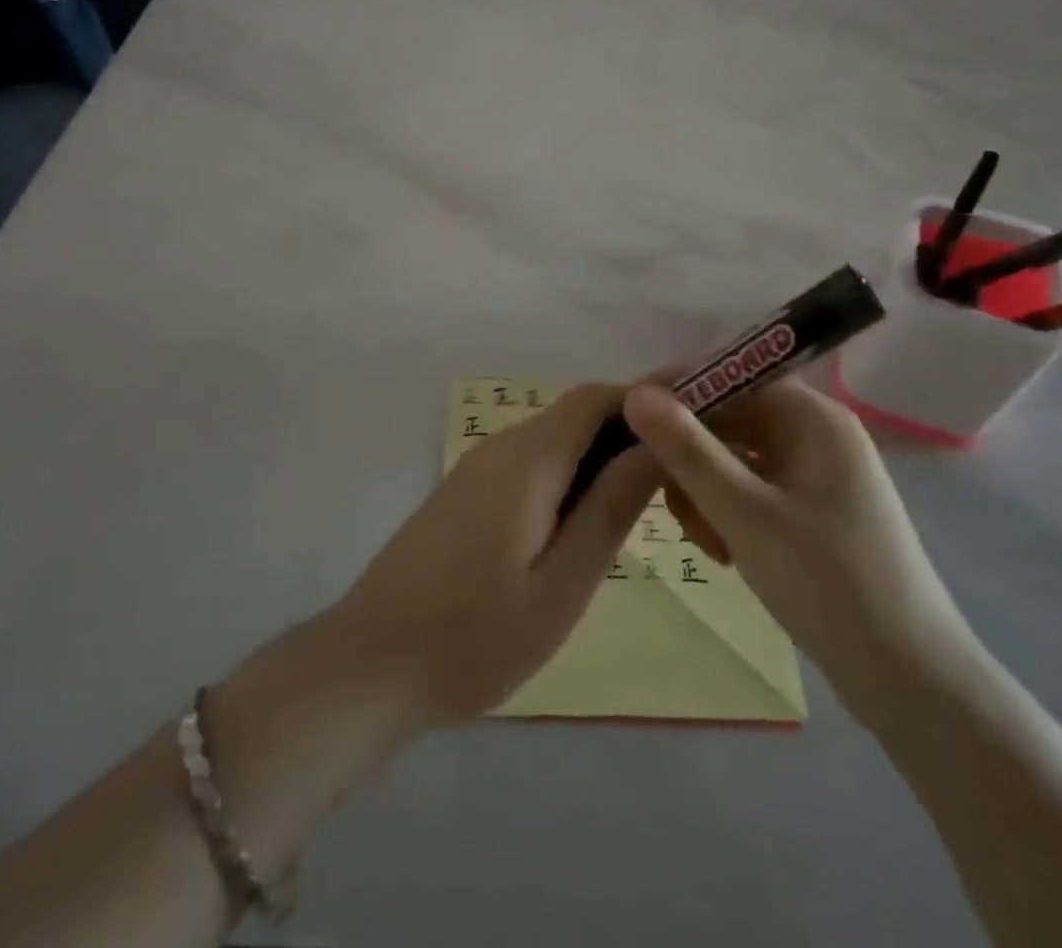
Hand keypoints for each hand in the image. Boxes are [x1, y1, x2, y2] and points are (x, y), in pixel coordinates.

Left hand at [334, 383, 661, 728]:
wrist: (369, 665)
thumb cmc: (475, 637)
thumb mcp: (561, 584)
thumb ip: (610, 508)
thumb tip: (656, 445)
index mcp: (528, 459)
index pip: (596, 397)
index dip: (646, 401)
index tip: (692, 429)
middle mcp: (501, 447)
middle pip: (576, 415)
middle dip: (629, 435)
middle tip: (677, 485)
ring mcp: (477, 469)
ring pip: (553, 441)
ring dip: (599, 459)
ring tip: (642, 509)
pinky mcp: (464, 494)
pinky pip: (529, 466)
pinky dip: (568, 478)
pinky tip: (582, 527)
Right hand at [622, 378, 977, 732]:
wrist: (911, 682)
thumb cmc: (828, 585)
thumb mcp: (745, 515)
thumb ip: (687, 451)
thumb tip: (635, 393)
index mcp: (813, 418)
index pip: (731, 377)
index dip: (678, 393)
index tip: (631, 423)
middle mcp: (817, 434)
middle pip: (732, 420)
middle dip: (692, 459)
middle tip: (668, 505)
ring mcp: (818, 475)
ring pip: (737, 459)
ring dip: (707, 492)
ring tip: (706, 544)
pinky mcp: (815, 511)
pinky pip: (755, 490)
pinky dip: (730, 512)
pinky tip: (725, 553)